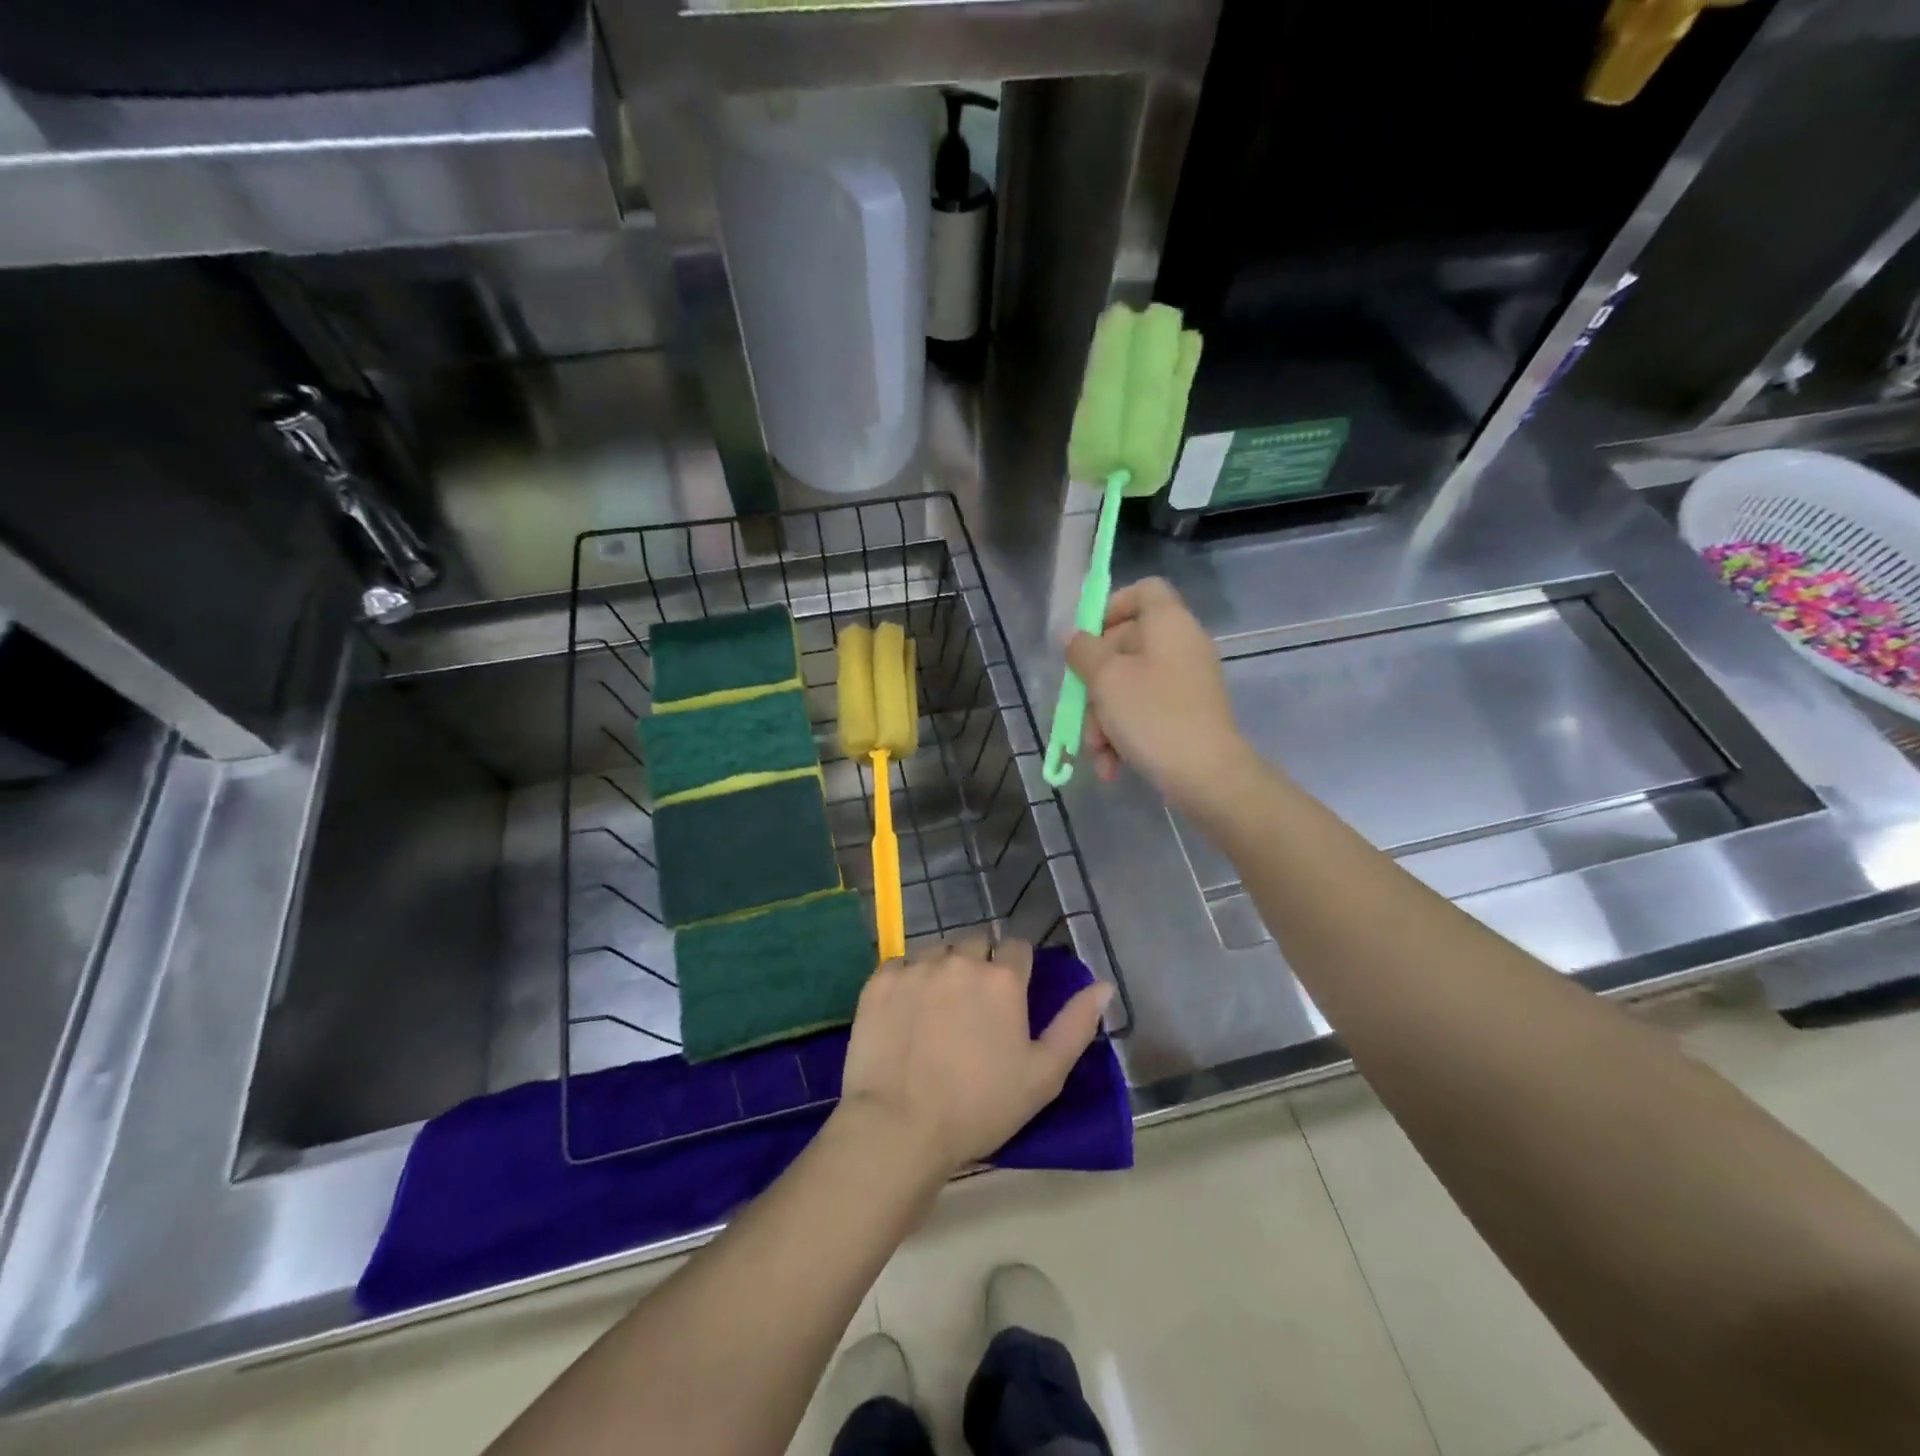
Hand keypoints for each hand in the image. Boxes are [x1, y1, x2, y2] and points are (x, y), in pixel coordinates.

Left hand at [836, 937, 1111, 1179]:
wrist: (899, 1126)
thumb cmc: (980, 1107)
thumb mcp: (1044, 1076)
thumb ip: (1075, 1025)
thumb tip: (1103, 985)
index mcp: (1002, 979)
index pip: (1016, 948)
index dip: (1016, 969)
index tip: (1009, 997)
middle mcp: (960, 961)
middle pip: (975, 944)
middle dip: (979, 965)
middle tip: (973, 1007)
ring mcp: (916, 967)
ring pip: (937, 952)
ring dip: (943, 970)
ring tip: (937, 1010)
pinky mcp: (880, 980)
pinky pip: (900, 965)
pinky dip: (906, 981)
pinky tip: (905, 1013)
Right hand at [1064, 577, 1247, 808]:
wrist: (1208, 777)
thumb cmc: (1153, 716)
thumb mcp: (1106, 679)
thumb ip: (1083, 651)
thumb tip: (1073, 637)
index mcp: (1169, 624)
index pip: (1144, 591)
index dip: (1111, 607)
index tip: (1086, 640)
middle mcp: (1181, 647)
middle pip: (1126, 646)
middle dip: (1095, 683)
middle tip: (1080, 710)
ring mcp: (1186, 684)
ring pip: (1130, 687)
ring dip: (1103, 718)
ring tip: (1096, 751)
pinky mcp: (1186, 716)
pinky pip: (1145, 713)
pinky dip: (1124, 735)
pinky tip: (1111, 766)